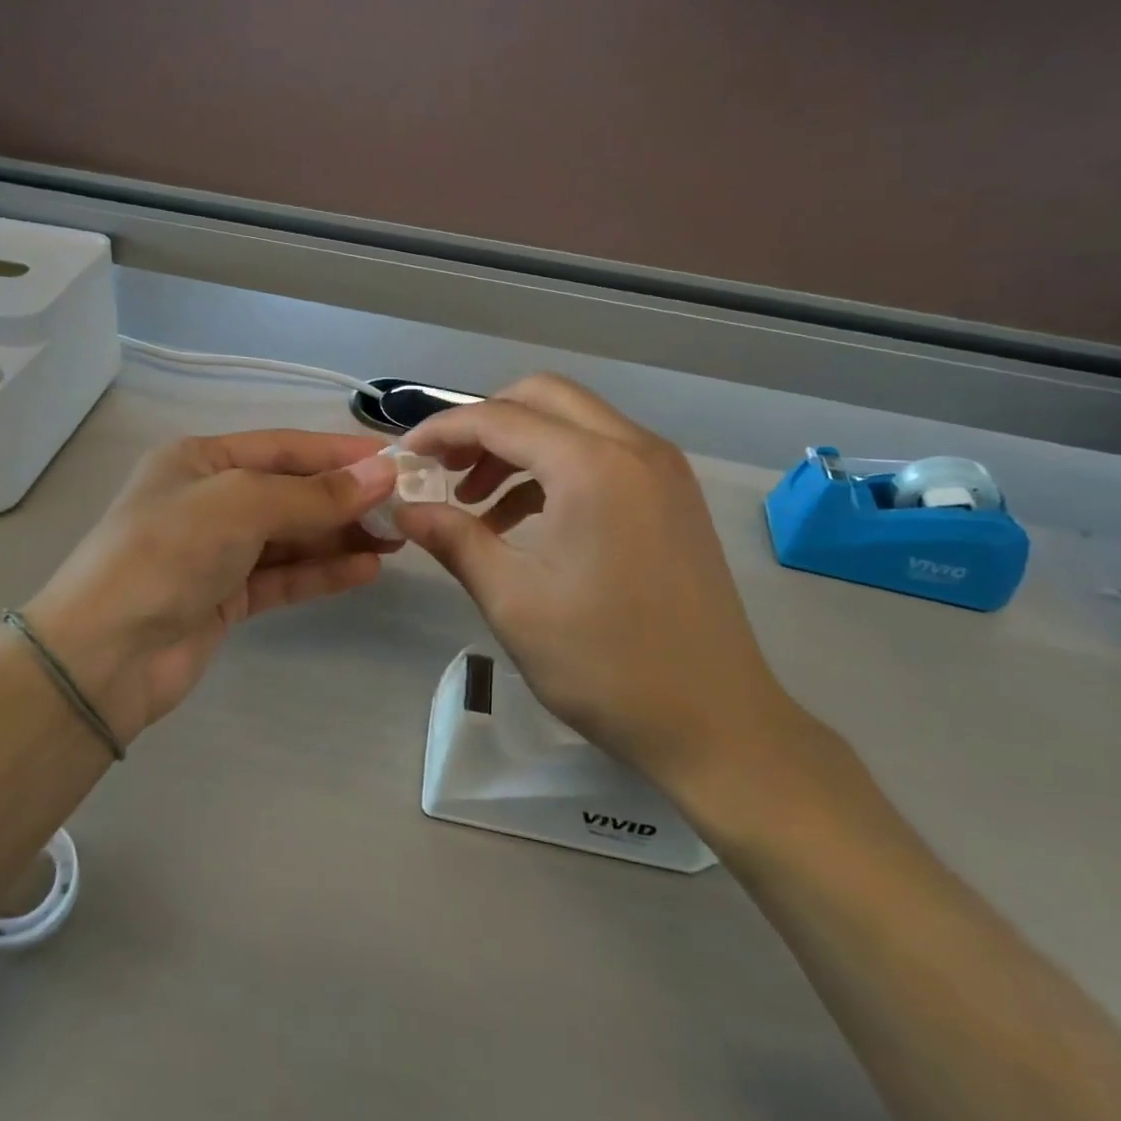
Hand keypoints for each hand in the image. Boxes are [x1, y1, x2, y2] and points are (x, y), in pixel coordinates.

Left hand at [25, 431, 398, 745]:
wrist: (103, 656)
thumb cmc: (168, 553)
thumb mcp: (242, 505)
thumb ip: (315, 494)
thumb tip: (383, 473)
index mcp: (200, 459)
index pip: (285, 447)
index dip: (341, 453)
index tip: (396, 460)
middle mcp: (209, 499)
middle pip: (292, 491)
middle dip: (347, 498)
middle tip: (406, 507)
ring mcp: (217, 551)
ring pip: (291, 536)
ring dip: (341, 535)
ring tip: (398, 538)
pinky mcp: (225, 598)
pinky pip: (283, 576)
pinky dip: (322, 572)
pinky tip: (366, 569)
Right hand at [396, 375, 799, 791]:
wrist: (717, 723)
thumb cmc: (605, 663)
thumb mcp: (513, 600)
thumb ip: (454, 539)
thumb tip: (404, 508)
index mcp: (593, 466)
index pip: (499, 418)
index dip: (442, 431)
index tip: (404, 457)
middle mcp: (633, 447)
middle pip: (542, 397)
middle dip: (483, 423)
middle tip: (446, 468)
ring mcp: (661, 468)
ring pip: (573, 421)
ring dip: (518, 445)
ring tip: (475, 503)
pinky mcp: (671, 494)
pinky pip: (600, 453)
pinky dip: (553, 469)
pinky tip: (521, 521)